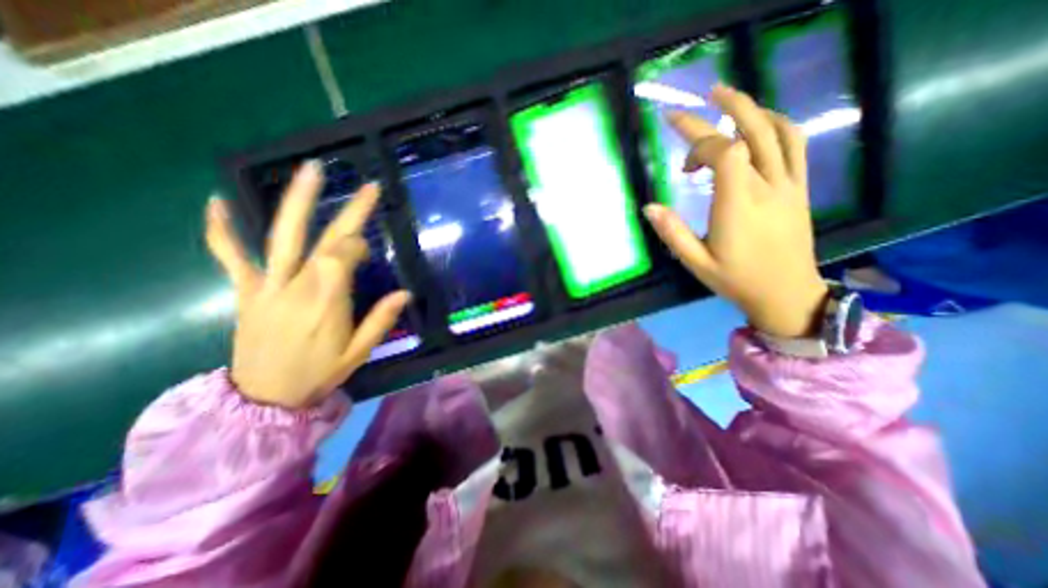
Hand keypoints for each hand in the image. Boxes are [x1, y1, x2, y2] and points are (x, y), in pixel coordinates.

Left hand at [206, 161, 409, 408]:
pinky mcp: (246, 291)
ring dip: (298, 201)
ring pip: (283, 236)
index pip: (344, 256)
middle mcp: (298, 287)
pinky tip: (218, 202)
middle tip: (369, 187)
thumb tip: (405, 292)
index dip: (359, 246)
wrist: (263, 398)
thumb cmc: (319, 374)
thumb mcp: (359, 353)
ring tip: (311, 171)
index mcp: (327, 303)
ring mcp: (268, 286)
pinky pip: (231, 256)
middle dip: (351, 211)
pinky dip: (221, 230)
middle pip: (325, 239)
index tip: (369, 249)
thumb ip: (381, 320)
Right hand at [644, 86, 832, 336]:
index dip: (697, 139)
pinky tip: (759, 123)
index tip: (676, 145)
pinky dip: (777, 124)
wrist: (786, 293)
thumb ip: (673, 233)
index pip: (723, 152)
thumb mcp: (696, 263)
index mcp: (737, 205)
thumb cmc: (736, 280)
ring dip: (752, 109)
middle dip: (724, 109)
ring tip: (728, 100)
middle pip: (749, 133)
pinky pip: (795, 145)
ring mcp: (787, 185)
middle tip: (704, 95)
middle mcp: (765, 187)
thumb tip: (649, 207)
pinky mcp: (798, 188)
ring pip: (776, 132)